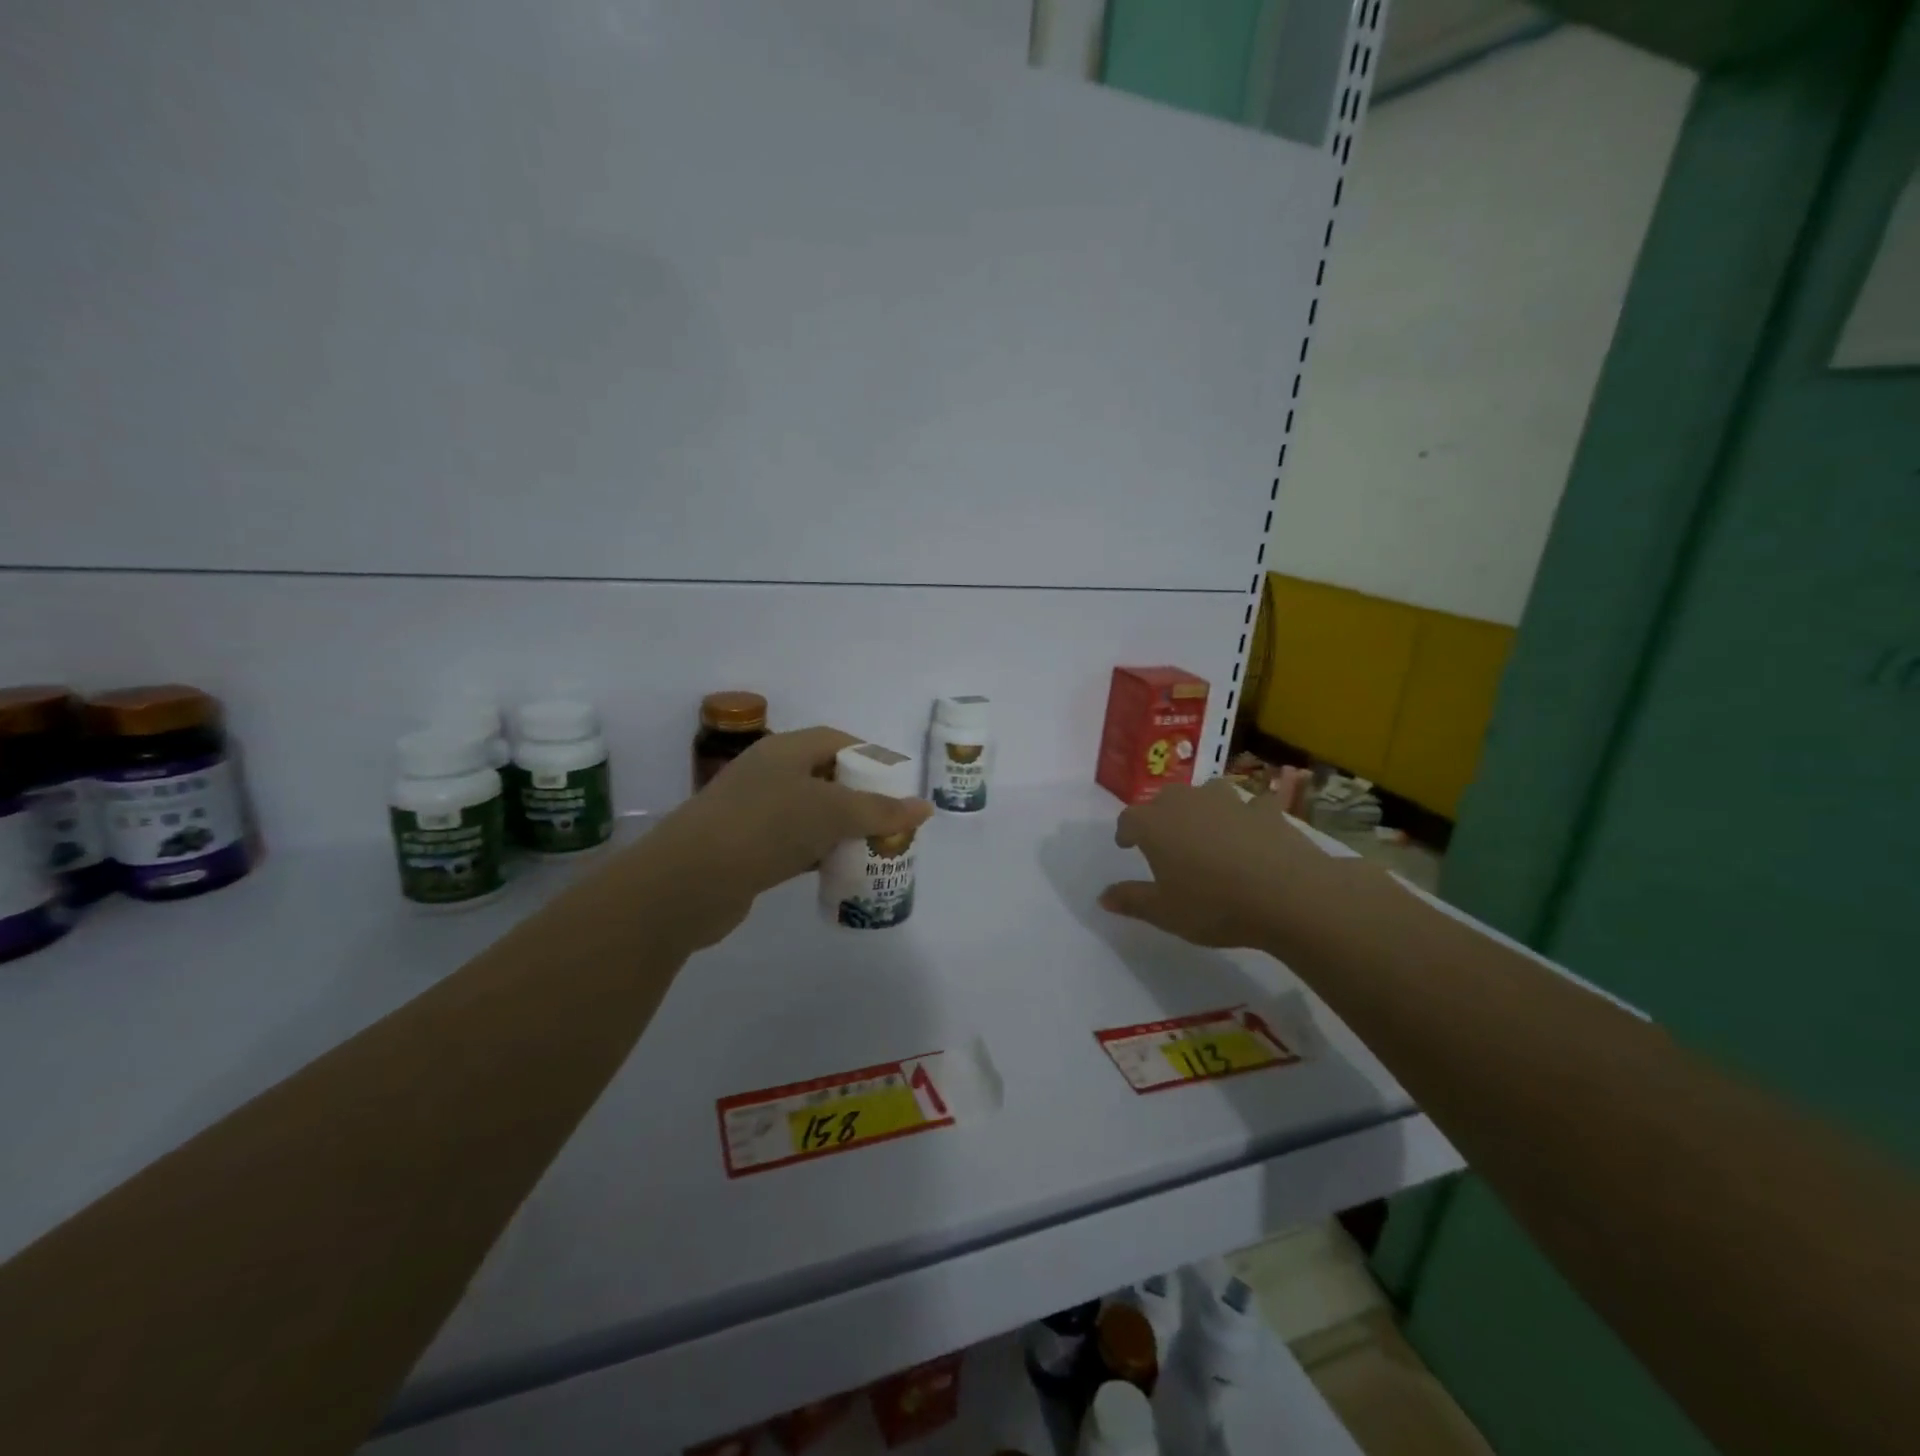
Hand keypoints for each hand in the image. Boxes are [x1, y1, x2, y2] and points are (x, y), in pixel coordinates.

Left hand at [615, 726, 932, 951]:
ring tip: (874, 848)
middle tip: (890, 821)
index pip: (835, 740)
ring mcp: (754, 812)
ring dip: (840, 829)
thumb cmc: (766, 827)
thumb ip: (879, 810)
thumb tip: (924, 808)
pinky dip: (818, 854)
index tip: (895, 783)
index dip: (868, 757)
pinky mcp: (746, 848)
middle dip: (859, 798)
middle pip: (824, 777)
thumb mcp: (831, 813)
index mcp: (785, 751)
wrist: (689, 881)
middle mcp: (768, 774)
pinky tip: (839, 871)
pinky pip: (793, 843)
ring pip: (810, 813)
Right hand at [1099, 778, 1349, 953]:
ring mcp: (1229, 801)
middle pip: (1165, 799)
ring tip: (1207, 827)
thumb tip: (1103, 896)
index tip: (1127, 845)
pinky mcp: (1266, 810)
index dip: (1126, 831)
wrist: (1287, 894)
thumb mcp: (1164, 912)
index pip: (1129, 818)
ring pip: (1207, 792)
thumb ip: (1132, 900)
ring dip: (1203, 806)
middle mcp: (1187, 802)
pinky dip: (1249, 814)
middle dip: (1161, 815)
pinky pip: (1252, 805)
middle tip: (1165, 839)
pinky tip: (1254, 829)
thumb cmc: (1214, 904)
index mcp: (1155, 824)